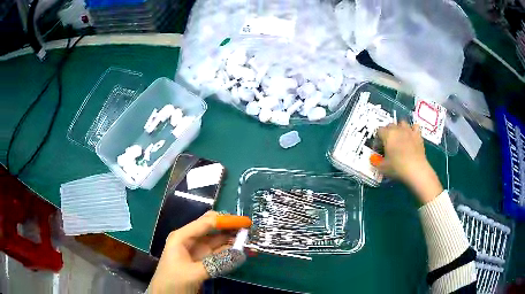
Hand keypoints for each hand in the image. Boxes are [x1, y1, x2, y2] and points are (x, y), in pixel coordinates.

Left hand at [149, 211, 245, 293]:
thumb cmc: (172, 281)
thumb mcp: (192, 273)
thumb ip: (216, 264)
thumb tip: (241, 254)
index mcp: (182, 237)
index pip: (206, 223)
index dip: (226, 220)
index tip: (246, 221)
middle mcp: (190, 240)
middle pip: (213, 229)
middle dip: (231, 228)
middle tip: (250, 230)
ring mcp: (198, 252)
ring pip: (218, 242)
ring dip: (233, 241)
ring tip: (251, 241)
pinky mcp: (204, 262)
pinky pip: (219, 254)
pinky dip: (231, 253)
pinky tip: (243, 253)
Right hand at [377, 121, 442, 202]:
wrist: (416, 170)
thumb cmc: (397, 168)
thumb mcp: (382, 167)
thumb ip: (376, 162)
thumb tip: (373, 159)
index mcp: (387, 135)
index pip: (379, 131)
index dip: (378, 139)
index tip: (379, 148)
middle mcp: (398, 129)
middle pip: (390, 125)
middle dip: (388, 132)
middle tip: (388, 144)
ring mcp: (409, 131)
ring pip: (402, 123)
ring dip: (400, 128)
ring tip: (400, 138)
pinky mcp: (418, 135)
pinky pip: (415, 126)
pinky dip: (412, 130)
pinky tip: (411, 136)